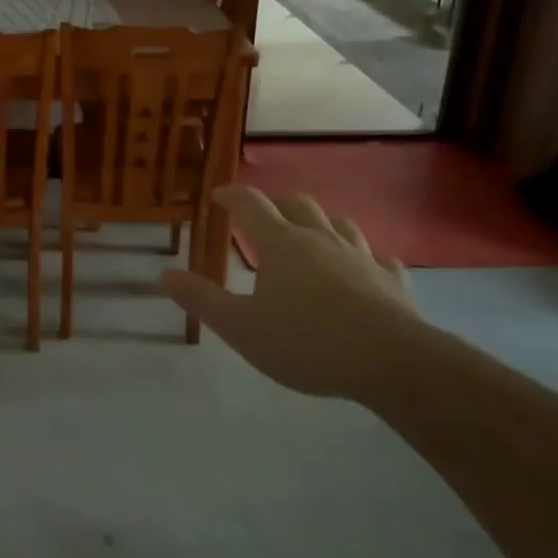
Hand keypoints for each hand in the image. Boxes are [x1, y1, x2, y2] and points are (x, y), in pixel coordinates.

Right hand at [160, 186, 421, 399]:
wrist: (392, 362)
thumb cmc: (307, 342)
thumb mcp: (242, 328)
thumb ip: (202, 300)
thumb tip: (165, 275)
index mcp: (281, 243)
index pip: (250, 204)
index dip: (232, 195)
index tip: (219, 195)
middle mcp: (320, 238)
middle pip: (297, 204)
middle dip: (276, 203)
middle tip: (263, 214)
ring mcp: (360, 256)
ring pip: (339, 222)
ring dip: (320, 220)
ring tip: (311, 230)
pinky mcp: (392, 280)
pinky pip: (379, 256)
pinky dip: (365, 255)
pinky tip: (365, 264)